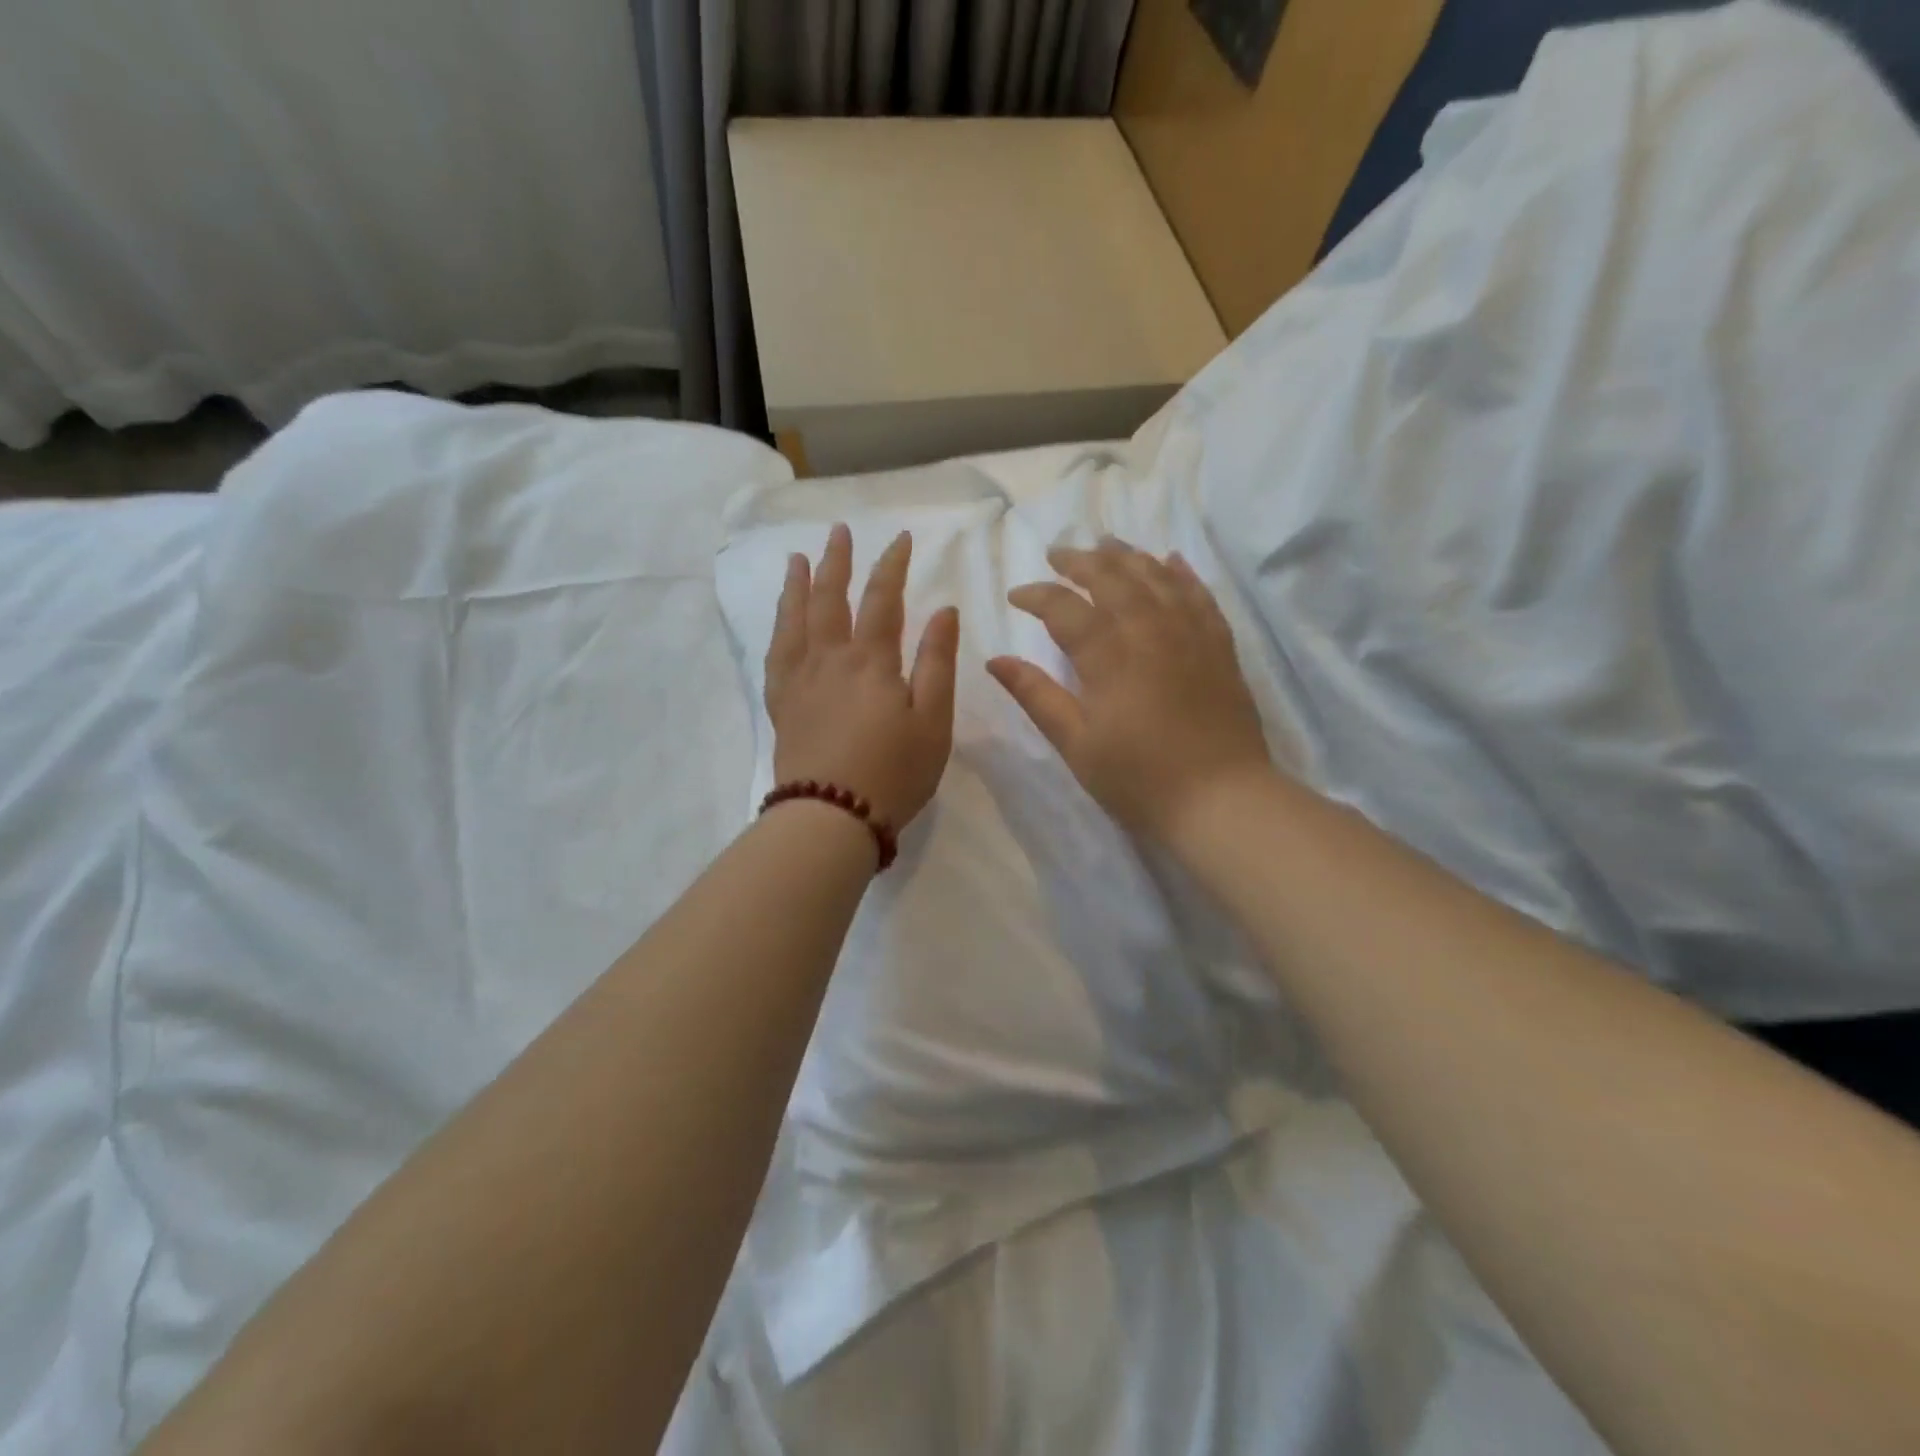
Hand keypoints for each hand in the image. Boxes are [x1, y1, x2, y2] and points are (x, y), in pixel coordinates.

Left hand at [766, 523, 958, 829]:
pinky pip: (775, 655)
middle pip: (829, 597)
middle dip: (836, 561)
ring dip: (797, 585)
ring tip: (797, 559)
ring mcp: (799, 681)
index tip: (899, 538)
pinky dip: (777, 629)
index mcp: (870, 661)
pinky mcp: (782, 705)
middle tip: (839, 531)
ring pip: (794, 620)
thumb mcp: (933, 720)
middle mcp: (829, 659)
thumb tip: (942, 610)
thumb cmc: (894, 772)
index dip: (891, 565)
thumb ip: (937, 662)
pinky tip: (780, 623)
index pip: (882, 599)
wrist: (831, 817)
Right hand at [988, 538, 1269, 841]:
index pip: (1065, 608)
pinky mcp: (1219, 646)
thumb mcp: (1076, 744)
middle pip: (1111, 577)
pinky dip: (1181, 573)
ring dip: (1127, 556)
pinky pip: (1199, 594)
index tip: (1016, 595)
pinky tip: (1170, 560)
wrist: (1221, 800)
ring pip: (1155, 576)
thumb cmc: (1139, 779)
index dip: (1037, 595)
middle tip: (1057, 553)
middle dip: (1079, 561)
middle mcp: (1149, 630)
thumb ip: (1037, 696)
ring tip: (1105, 543)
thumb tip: (995, 660)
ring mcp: (1190, 633)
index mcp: (1109, 655)